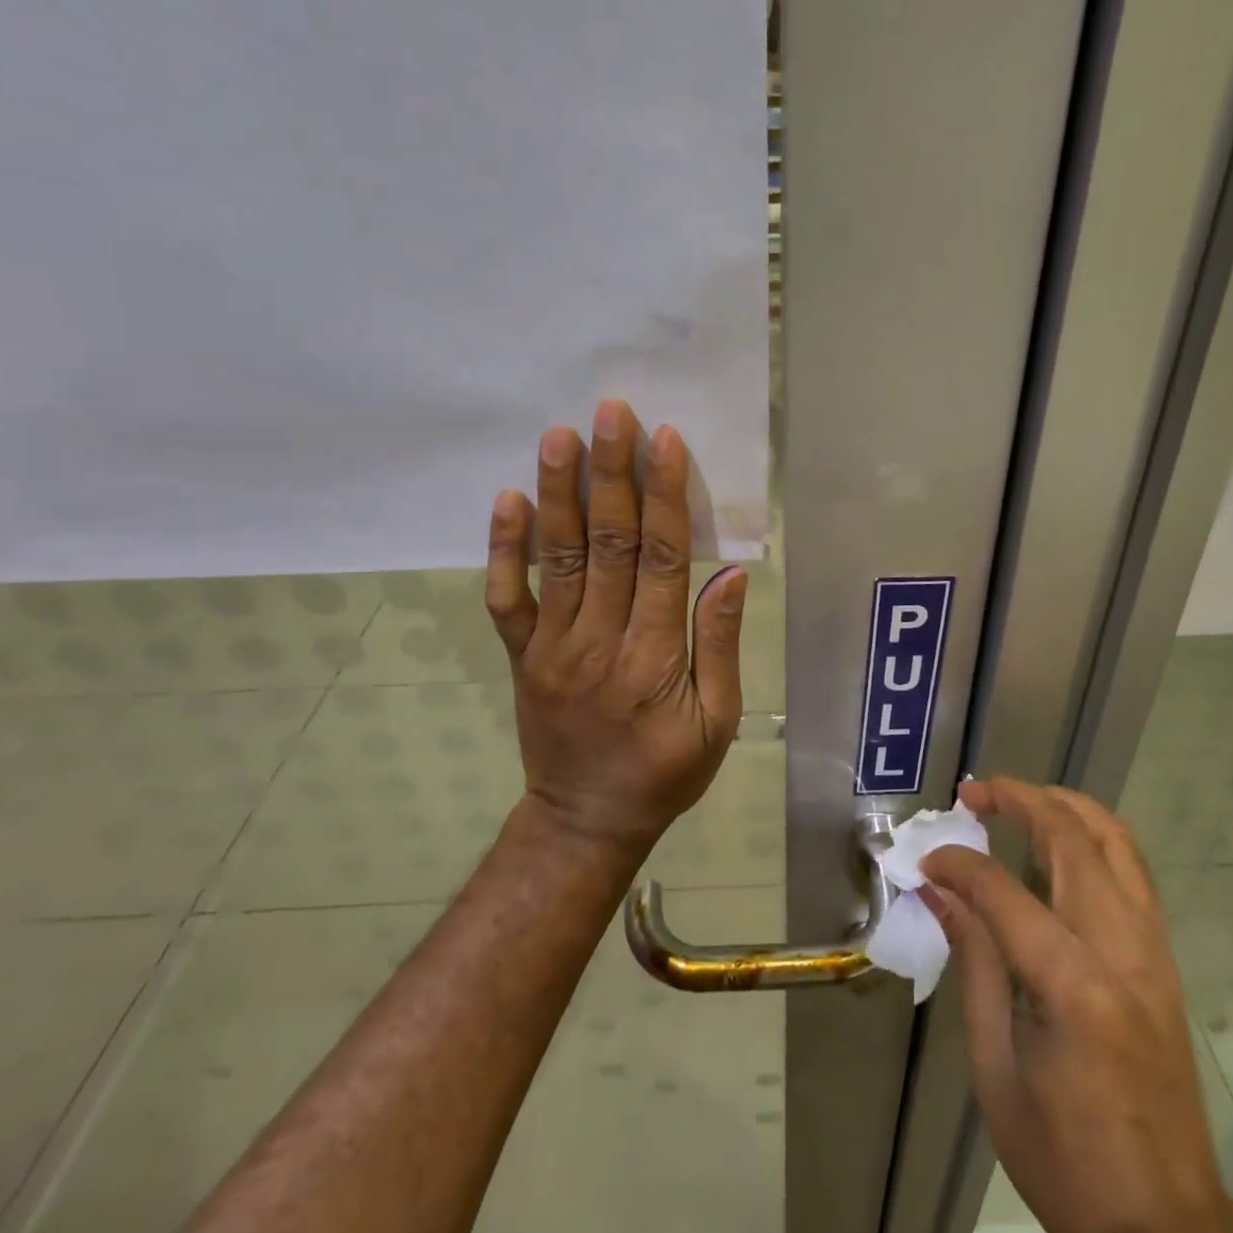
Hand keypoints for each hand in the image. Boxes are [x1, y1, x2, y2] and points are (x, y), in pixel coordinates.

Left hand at [484, 399, 746, 853]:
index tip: (663, 440)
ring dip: (559, 493)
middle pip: (608, 544)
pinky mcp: (522, 655)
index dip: (664, 497)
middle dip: (611, 474)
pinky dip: (503, 549)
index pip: (663, 561)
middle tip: (610, 412)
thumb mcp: (718, 722)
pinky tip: (507, 499)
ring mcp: (552, 646)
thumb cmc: (664, 772)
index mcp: (655, 658)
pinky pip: (506, 598)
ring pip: (557, 558)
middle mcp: (600, 641)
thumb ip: (720, 645)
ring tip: (558, 435)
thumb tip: (730, 573)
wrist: (585, 821)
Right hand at [920, 779, 1232, 1232]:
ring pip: (1116, 842)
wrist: (1167, 1229)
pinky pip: (1132, 872)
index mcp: (1074, 987)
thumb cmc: (1065, 1159)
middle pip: (1072, 839)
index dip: (957, 865)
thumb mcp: (996, 1068)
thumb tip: (940, 891)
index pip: (1003, 890)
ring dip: (1065, 806)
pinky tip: (1061, 844)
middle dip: (1018, 800)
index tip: (925, 862)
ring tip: (1017, 799)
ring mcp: (1153, 952)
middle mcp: (1123, 951)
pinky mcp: (1164, 961)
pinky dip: (1094, 838)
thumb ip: (974, 963)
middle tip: (973, 794)